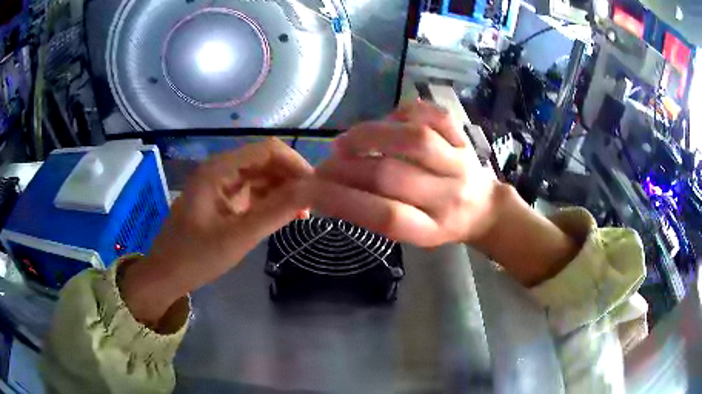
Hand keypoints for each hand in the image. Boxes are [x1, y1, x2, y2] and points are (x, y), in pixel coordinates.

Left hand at [121, 138, 312, 324]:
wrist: (167, 275)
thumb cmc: (196, 257)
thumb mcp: (239, 236)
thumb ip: (276, 212)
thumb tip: (312, 191)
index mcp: (220, 169)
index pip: (268, 150)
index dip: (296, 164)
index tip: (317, 188)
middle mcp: (221, 169)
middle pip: (265, 161)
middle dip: (292, 178)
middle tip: (314, 203)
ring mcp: (221, 185)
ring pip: (261, 177)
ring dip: (283, 191)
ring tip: (304, 212)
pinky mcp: (223, 200)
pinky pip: (252, 193)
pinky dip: (270, 201)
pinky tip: (285, 216)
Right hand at [305, 101, 503, 247]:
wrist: (483, 208)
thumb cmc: (440, 224)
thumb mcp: (411, 234)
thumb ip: (374, 216)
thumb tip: (328, 193)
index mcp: (431, 229)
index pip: (383, 216)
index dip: (341, 200)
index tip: (310, 190)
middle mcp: (448, 196)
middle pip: (392, 176)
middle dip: (346, 168)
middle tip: (324, 166)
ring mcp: (459, 162)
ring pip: (414, 139)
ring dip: (370, 135)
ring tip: (344, 142)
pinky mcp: (462, 137)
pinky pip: (433, 115)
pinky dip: (402, 112)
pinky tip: (386, 122)